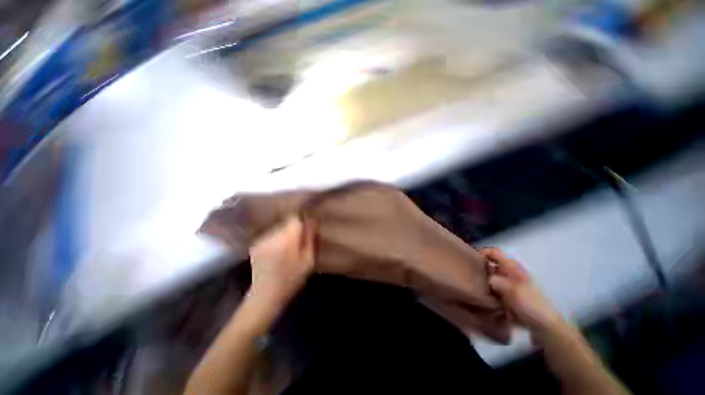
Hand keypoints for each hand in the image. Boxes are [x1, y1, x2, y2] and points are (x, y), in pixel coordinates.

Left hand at [249, 216, 314, 301]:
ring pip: (279, 228)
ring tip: (287, 250)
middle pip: (286, 223)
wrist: (265, 296)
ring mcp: (261, 240)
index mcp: (286, 241)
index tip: (305, 231)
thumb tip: (312, 220)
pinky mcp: (255, 244)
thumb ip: (310, 238)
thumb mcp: (308, 261)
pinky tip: (277, 253)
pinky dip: (276, 239)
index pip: (294, 219)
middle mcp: (271, 237)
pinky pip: (271, 235)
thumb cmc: (291, 280)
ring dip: (285, 234)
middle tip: (298, 244)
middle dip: (294, 230)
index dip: (302, 222)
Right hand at [481, 248, 564, 334]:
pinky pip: (493, 289)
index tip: (473, 261)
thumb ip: (498, 282)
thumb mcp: (514, 292)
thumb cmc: (531, 306)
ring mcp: (510, 285)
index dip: (483, 253)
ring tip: (475, 288)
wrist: (545, 327)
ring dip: (484, 281)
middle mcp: (510, 273)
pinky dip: (488, 291)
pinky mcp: (508, 296)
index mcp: (513, 268)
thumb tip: (487, 278)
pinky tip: (484, 298)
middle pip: (491, 264)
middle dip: (481, 268)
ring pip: (491, 277)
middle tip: (471, 276)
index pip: (495, 252)